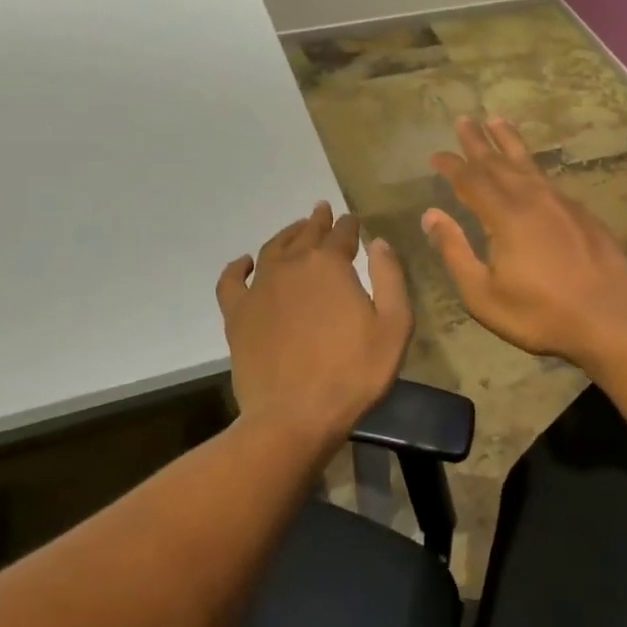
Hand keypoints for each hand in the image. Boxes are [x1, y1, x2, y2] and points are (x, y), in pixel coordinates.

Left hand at [217, 202, 412, 441]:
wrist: (295, 416)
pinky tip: (245, 262)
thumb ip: (390, 278)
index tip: (354, 220)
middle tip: (323, 210)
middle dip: (318, 221)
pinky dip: (238, 267)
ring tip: (296, 230)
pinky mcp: (237, 315)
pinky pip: (232, 281)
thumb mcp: (394, 326)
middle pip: (306, 235)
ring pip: (272, 249)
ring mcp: (259, 289)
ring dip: (286, 235)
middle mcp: (292, 266)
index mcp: (330, 265)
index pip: (342, 234)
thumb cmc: (354, 373)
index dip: (350, 225)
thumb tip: (378, 243)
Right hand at [422, 116, 626, 366]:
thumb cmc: (541, 314)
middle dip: (479, 142)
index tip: (436, 154)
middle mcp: (533, 199)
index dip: (452, 165)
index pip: (471, 180)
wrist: (611, 318)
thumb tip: (431, 215)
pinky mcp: (583, 215)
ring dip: (510, 143)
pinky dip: (533, 168)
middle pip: (500, 162)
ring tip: (498, 122)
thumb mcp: (484, 294)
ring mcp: (563, 204)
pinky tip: (532, 172)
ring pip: (529, 164)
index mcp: (505, 216)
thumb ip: (455, 251)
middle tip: (465, 120)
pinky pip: (549, 180)